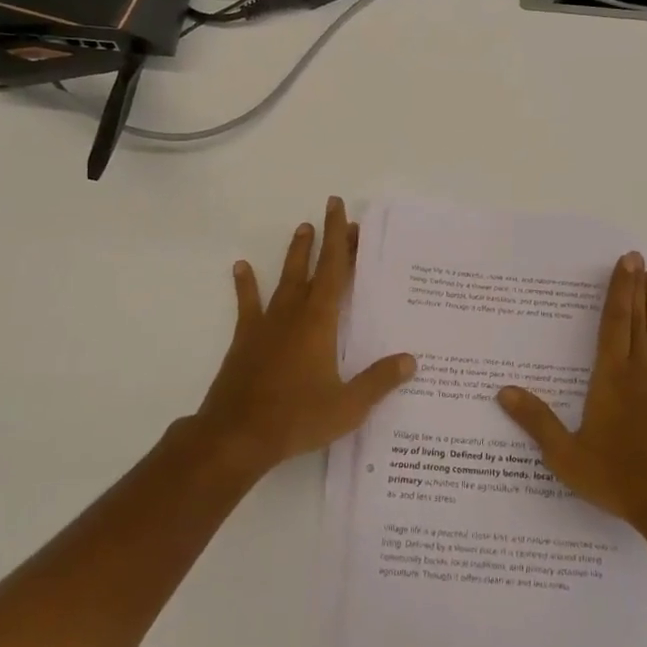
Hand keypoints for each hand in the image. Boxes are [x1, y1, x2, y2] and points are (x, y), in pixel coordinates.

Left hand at [191, 197, 415, 479]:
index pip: (335, 271)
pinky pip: (248, 304)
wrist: (236, 436)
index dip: (341, 240)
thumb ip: (379, 380)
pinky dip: (246, 285)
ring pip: (284, 279)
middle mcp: (293, 314)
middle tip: (332, 211)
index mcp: (320, 322)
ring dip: (295, 253)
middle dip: (325, 239)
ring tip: (302, 228)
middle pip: (313, 267)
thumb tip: (411, 360)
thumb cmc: (296, 418)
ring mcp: (266, 325)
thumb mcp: (348, 406)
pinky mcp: (245, 340)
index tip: (344, 212)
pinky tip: (242, 267)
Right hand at [497, 253, 646, 534]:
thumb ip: (536, 421)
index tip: (625, 263)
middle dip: (637, 288)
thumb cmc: (618, 478)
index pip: (613, 324)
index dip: (618, 291)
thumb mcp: (566, 455)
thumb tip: (503, 392)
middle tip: (639, 258)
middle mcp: (641, 372)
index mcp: (610, 378)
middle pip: (638, 322)